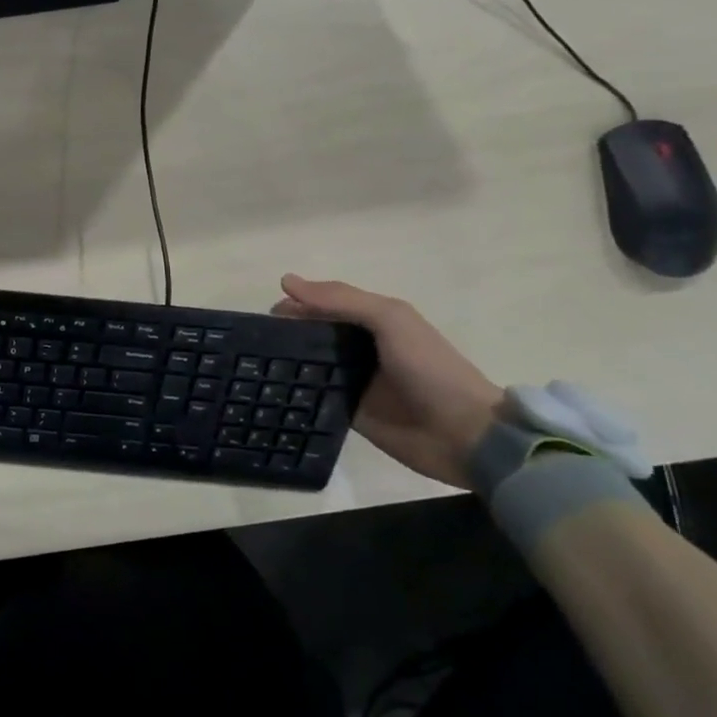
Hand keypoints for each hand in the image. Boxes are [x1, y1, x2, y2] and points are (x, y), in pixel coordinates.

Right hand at [272, 275, 502, 489]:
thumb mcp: (390, 320)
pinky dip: (294, 392)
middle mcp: (360, 347)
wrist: (464, 435)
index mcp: (373, 320)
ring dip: (286, 362)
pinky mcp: (348, 411)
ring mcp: (354, 380)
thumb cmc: (430, 369)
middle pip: (313, 333)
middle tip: (254, 342)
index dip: (297, 303)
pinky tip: (269, 392)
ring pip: (310, 363)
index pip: (325, 304)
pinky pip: (314, 396)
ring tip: (252, 365)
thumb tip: (286, 281)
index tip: (264, 313)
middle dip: (285, 332)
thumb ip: (342, 300)